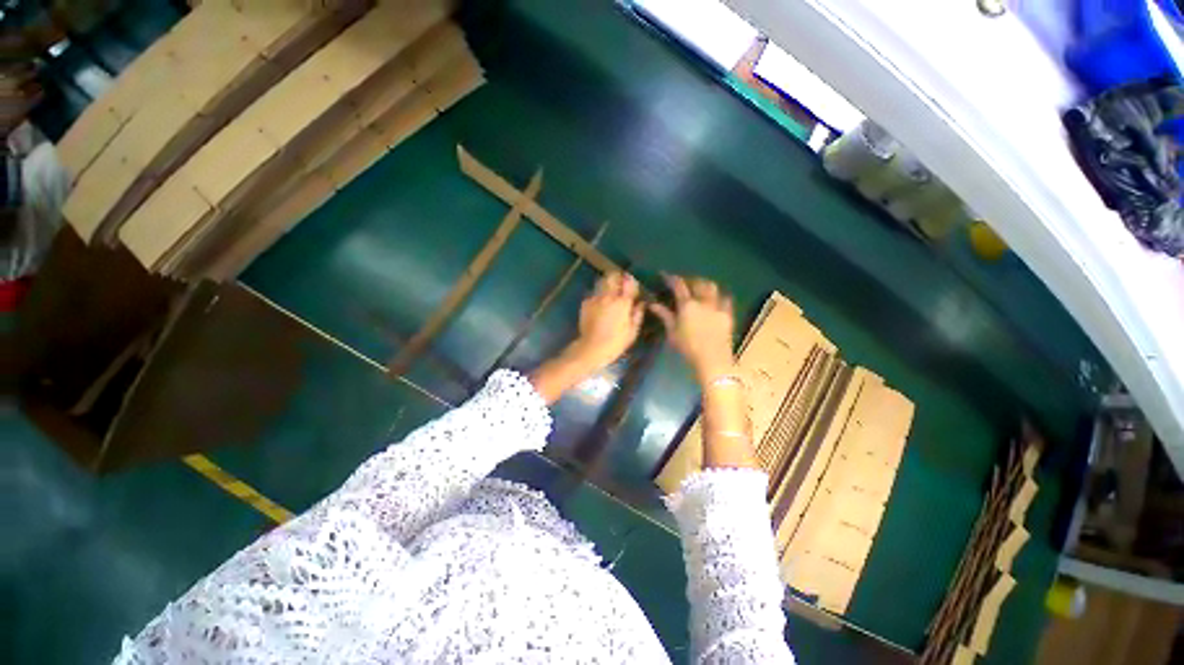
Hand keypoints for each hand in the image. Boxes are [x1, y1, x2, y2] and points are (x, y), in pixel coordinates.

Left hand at [566, 272, 643, 371]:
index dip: (630, 280)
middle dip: (617, 277)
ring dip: (606, 283)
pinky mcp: (585, 303)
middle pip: (612, 276)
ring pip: (601, 282)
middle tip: (619, 284)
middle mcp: (609, 296)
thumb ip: (638, 314)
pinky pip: (593, 293)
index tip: (631, 283)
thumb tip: (641, 303)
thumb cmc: (616, 342)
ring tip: (608, 292)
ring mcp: (595, 298)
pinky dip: (597, 295)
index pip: (628, 282)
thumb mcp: (632, 331)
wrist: (592, 347)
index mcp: (623, 302)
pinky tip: (599, 304)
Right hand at [650, 274, 734, 382]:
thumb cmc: (688, 348)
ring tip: (699, 287)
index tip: (665, 275)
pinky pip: (726, 299)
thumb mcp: (672, 332)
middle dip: (690, 280)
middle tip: (684, 283)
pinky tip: (717, 297)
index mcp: (687, 305)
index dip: (671, 278)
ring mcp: (717, 306)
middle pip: (697, 283)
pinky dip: (720, 295)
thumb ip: (664, 315)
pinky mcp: (728, 314)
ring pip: (712, 287)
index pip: (679, 286)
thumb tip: (653, 304)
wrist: (712, 360)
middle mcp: (703, 301)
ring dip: (704, 284)